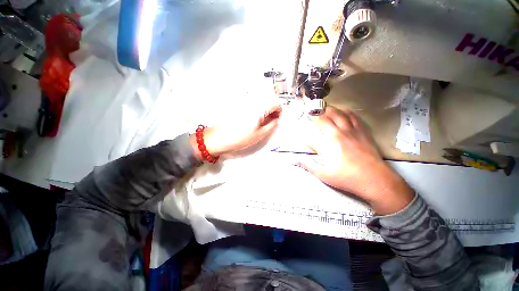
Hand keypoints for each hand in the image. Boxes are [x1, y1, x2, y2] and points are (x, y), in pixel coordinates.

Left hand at [190, 101, 281, 158]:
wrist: (219, 138)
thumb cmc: (241, 137)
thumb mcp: (260, 134)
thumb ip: (272, 125)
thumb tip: (277, 120)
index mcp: (259, 107)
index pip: (276, 103)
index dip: (279, 112)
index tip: (276, 120)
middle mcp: (252, 101)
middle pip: (268, 101)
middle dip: (272, 111)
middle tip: (269, 123)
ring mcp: (244, 102)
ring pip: (260, 103)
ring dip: (264, 111)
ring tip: (261, 123)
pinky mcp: (238, 106)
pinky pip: (252, 105)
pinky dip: (256, 111)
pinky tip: (252, 121)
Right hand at [296, 106, 414, 214]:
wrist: (376, 180)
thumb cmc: (347, 177)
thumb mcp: (324, 174)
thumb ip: (308, 165)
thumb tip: (294, 160)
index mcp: (331, 140)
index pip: (319, 125)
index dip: (311, 121)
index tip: (305, 119)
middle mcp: (342, 132)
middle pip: (330, 116)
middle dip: (320, 112)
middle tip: (314, 110)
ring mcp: (354, 131)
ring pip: (343, 114)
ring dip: (333, 109)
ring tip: (327, 107)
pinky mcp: (364, 133)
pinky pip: (356, 119)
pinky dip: (349, 113)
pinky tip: (347, 111)